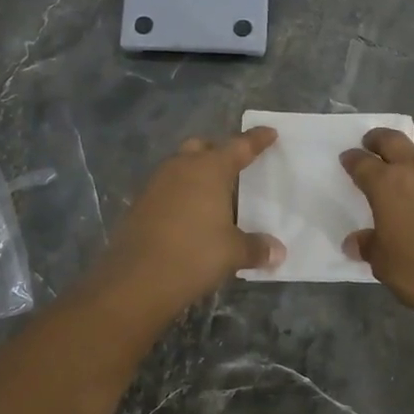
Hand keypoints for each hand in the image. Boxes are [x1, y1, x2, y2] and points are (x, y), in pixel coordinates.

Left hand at [90, 128, 285, 317]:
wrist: (135, 280)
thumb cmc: (193, 255)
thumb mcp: (233, 253)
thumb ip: (256, 247)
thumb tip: (278, 252)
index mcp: (209, 169)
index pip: (239, 146)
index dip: (257, 140)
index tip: (269, 132)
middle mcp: (181, 167)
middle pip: (202, 148)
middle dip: (218, 152)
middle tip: (235, 167)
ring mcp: (155, 184)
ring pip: (180, 167)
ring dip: (196, 174)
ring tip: (214, 196)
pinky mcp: (139, 204)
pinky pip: (167, 189)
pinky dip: (181, 195)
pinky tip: (190, 217)